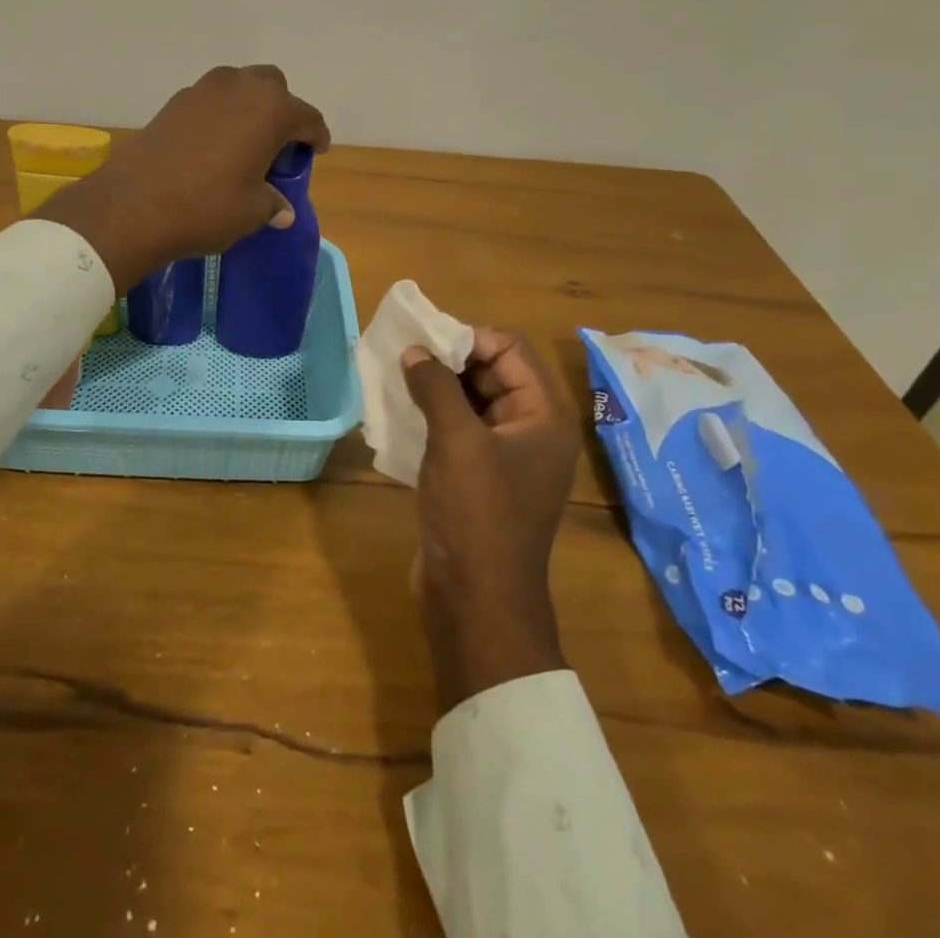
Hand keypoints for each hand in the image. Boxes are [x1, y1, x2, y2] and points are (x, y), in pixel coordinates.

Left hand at [32, 65, 329, 293]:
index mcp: (270, 109)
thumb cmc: (206, 207)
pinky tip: (212, 146)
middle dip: (281, 111)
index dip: (315, 136)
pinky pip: (209, 101)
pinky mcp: (173, 103)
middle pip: (272, 87)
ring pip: (238, 87)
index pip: (306, 117)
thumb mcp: (251, 212)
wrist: (132, 206)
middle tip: (278, 145)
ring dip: (248, 108)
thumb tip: (282, 210)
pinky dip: (219, 116)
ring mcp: (202, 90)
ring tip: (245, 143)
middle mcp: (239, 87)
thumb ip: (273, 204)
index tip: (316, 151)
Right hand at [403, 329, 583, 711]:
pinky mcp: (479, 477)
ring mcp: (504, 455)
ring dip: (436, 387)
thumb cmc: (477, 514)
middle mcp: (531, 429)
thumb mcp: (456, 441)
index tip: (424, 342)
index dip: (469, 338)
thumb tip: (414, 351)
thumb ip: (436, 387)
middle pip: (492, 371)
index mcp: (543, 415)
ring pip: (471, 400)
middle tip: (404, 357)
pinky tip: (399, 412)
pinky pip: (458, 429)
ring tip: (396, 378)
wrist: (477, 601)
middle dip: (449, 359)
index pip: (510, 349)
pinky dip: (432, 415)